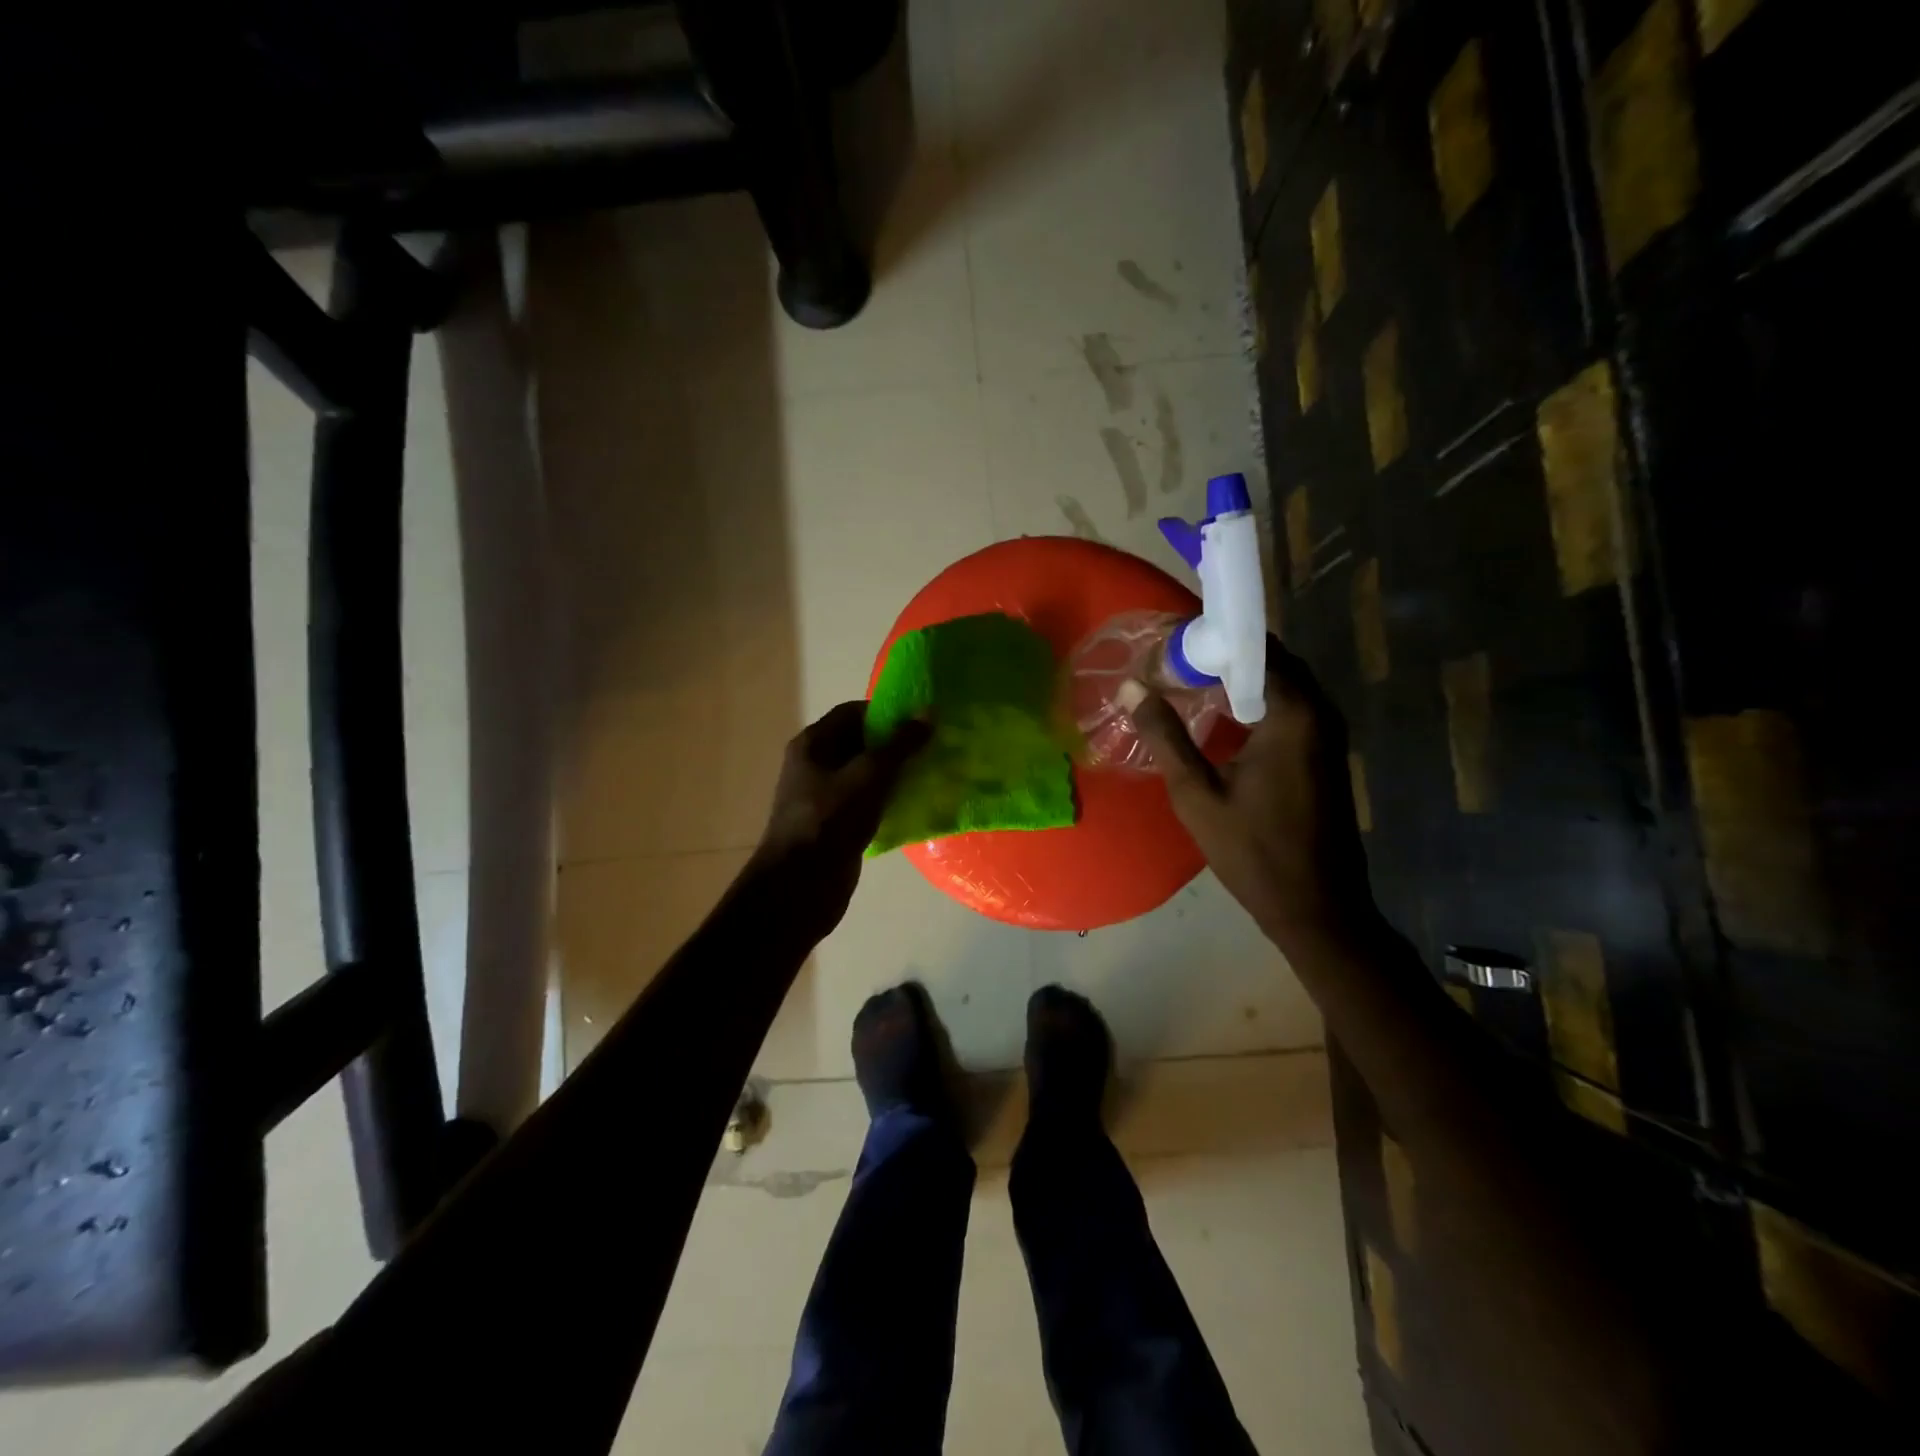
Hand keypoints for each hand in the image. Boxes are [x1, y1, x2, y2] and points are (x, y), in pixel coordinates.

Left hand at [749, 702, 931, 940]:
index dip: (888, 712)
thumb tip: (928, 712)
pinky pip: (867, 802)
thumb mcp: (870, 776)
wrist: (800, 886)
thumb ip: (900, 744)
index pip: (854, 712)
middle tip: (935, 746)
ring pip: (867, 775)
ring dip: (897, 774)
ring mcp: (825, 796)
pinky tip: (917, 805)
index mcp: (813, 743)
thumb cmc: (830, 820)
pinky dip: (890, 800)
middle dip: (897, 743)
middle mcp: (815, 764)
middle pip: (861, 742)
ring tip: (933, 772)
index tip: (923, 721)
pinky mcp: (837, 824)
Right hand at [1119, 638, 1374, 950]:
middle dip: (1223, 655)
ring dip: (1240, 676)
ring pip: (1282, 681)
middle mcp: (1321, 711)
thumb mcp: (1197, 794)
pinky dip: (1257, 698)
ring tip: (1189, 682)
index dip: (1210, 639)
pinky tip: (1222, 715)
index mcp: (1294, 714)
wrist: (1317, 906)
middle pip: (1271, 659)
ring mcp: (1329, 731)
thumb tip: (1132, 688)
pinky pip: (1291, 704)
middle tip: (1173, 662)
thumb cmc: (1254, 851)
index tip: (1169, 645)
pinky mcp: (1327, 750)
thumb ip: (1165, 736)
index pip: (1254, 647)